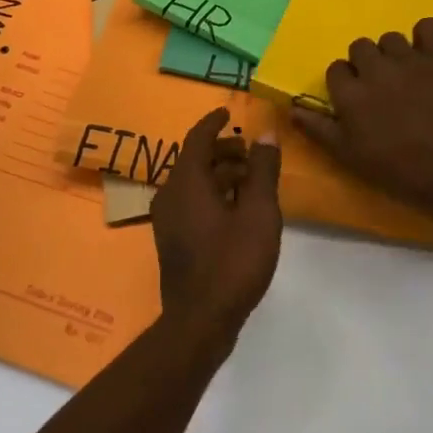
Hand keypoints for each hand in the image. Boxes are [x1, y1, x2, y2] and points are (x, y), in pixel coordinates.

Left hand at [149, 108, 283, 334]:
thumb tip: (265, 133)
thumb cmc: (232, 261)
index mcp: (185, 181)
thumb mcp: (259, 212)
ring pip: (193, 183)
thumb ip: (263, 170)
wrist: (200, 320)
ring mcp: (167, 219)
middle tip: (251, 152)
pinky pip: (191, 202)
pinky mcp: (173, 240)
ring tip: (251, 181)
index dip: (213, 123)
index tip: (228, 112)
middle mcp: (169, 194)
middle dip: (222, 151)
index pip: (196, 138)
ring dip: (220, 174)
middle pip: (194, 160)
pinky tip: (238, 210)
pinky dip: (213, 194)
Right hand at [291, 18, 432, 228]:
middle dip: (367, 66)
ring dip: (393, 54)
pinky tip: (428, 56)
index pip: (336, 69)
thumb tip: (291, 108)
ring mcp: (410, 60)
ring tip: (406, 76)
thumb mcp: (349, 157)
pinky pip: (428, 27)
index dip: (345, 84)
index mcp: (350, 94)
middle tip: (382, 90)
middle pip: (360, 47)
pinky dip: (425, 37)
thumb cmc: (399, 171)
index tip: (358, 102)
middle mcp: (376, 69)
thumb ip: (318, 129)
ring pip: (391, 38)